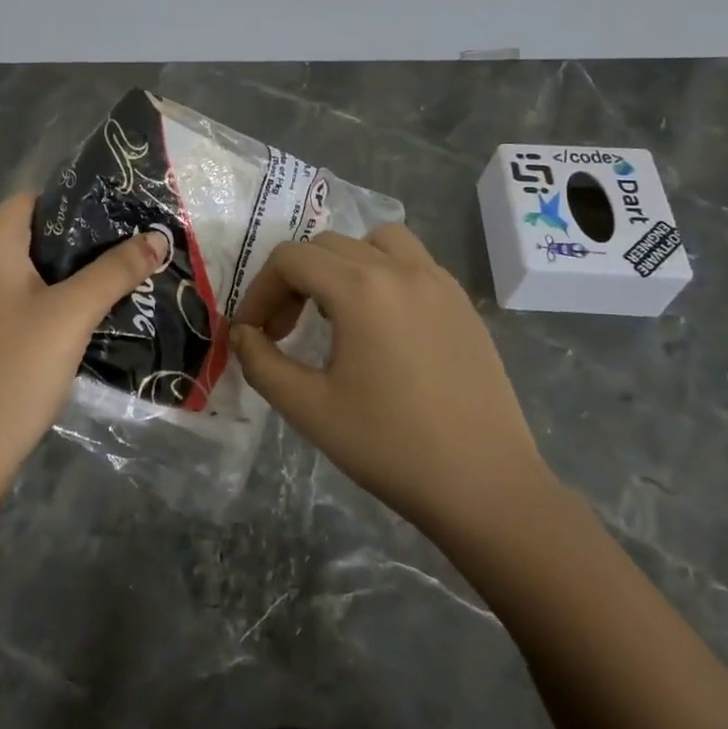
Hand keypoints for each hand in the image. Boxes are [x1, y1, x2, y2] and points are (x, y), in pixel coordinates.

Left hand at [0, 193, 169, 505]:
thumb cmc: (15, 372)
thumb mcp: (72, 316)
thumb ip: (115, 271)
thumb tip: (158, 236)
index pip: (32, 199)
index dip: (75, 204)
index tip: (118, 222)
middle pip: (28, 233)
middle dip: (77, 243)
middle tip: (123, 256)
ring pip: (20, 270)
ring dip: (62, 275)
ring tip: (109, 286)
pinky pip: (8, 299)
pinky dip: (40, 300)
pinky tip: (72, 323)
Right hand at [230, 225, 553, 539]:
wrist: (485, 486)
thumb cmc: (390, 447)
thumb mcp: (309, 409)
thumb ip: (262, 363)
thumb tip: (242, 334)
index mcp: (361, 289)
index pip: (291, 259)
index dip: (259, 290)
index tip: (253, 332)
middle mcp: (401, 269)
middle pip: (327, 246)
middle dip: (293, 280)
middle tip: (284, 330)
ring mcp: (438, 282)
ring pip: (376, 241)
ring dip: (342, 264)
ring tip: (335, 312)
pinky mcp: (462, 303)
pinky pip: (412, 262)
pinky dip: (383, 273)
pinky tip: (381, 324)